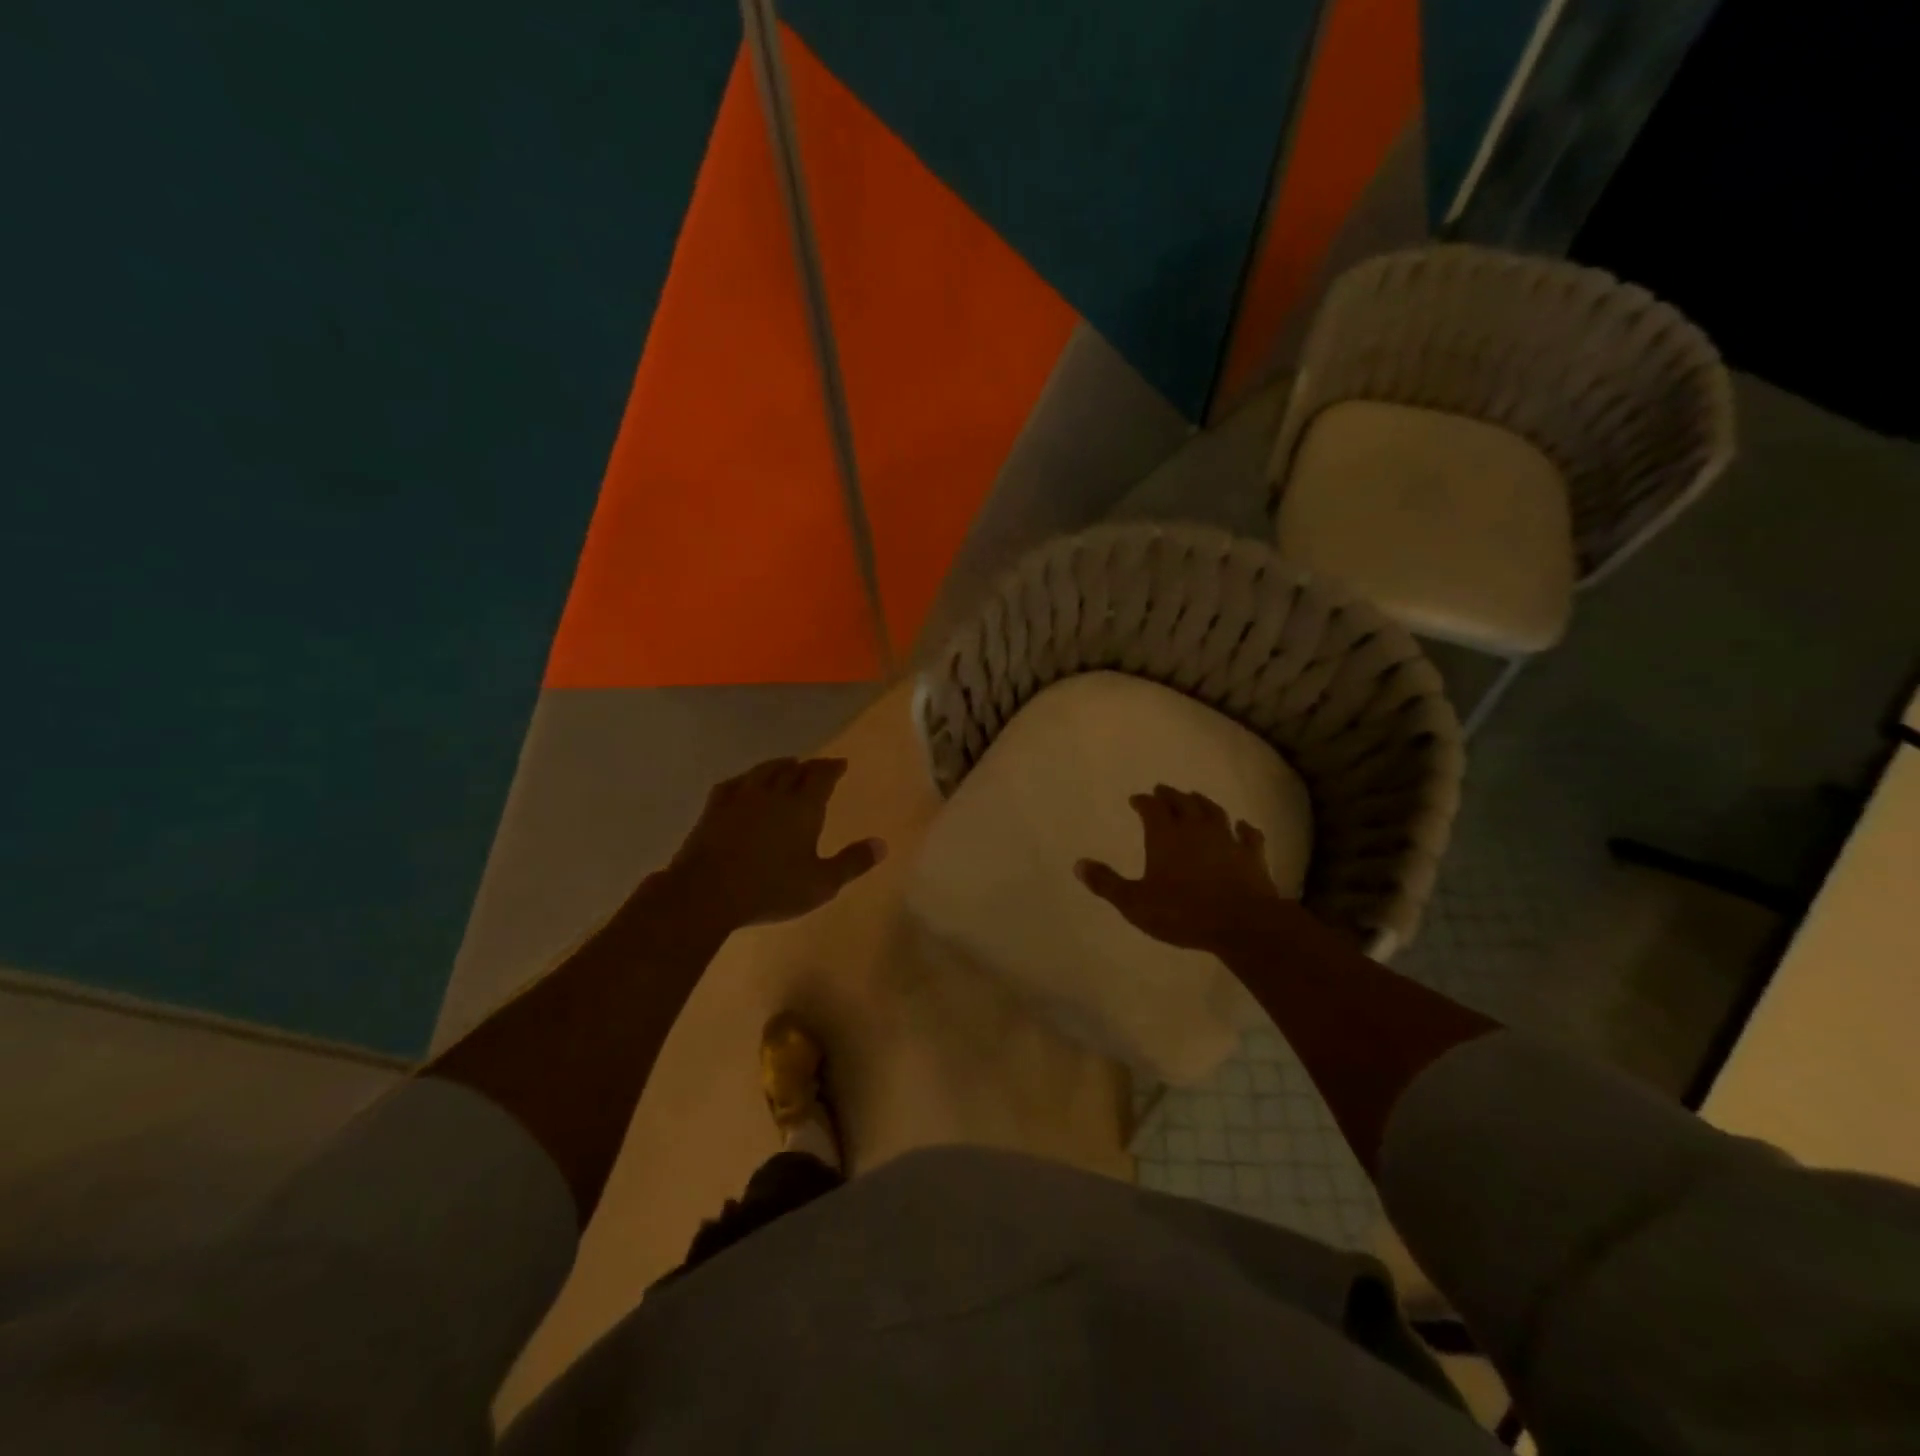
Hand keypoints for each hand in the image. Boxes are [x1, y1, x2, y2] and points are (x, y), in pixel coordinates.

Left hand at [661, 757, 884, 932]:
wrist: (707, 892)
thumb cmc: (771, 889)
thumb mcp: (821, 883)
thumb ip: (852, 862)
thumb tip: (882, 844)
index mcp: (803, 807)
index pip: (822, 776)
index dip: (832, 768)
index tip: (841, 764)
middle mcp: (774, 793)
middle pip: (794, 770)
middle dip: (808, 766)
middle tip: (816, 767)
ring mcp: (741, 797)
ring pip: (764, 771)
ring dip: (779, 766)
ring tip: (786, 765)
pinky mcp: (714, 807)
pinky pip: (733, 783)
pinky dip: (746, 779)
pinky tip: (744, 782)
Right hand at [1074, 785, 1284, 956]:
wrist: (1241, 923)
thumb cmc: (1182, 912)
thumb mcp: (1135, 902)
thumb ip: (1107, 883)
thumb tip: (1078, 864)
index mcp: (1165, 836)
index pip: (1152, 808)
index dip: (1143, 802)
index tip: (1136, 799)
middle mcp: (1196, 829)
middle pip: (1182, 803)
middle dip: (1170, 795)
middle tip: (1163, 790)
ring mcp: (1227, 840)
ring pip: (1214, 812)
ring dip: (1202, 802)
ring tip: (1195, 797)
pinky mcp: (1252, 856)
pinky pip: (1249, 835)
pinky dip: (1244, 828)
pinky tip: (1243, 826)